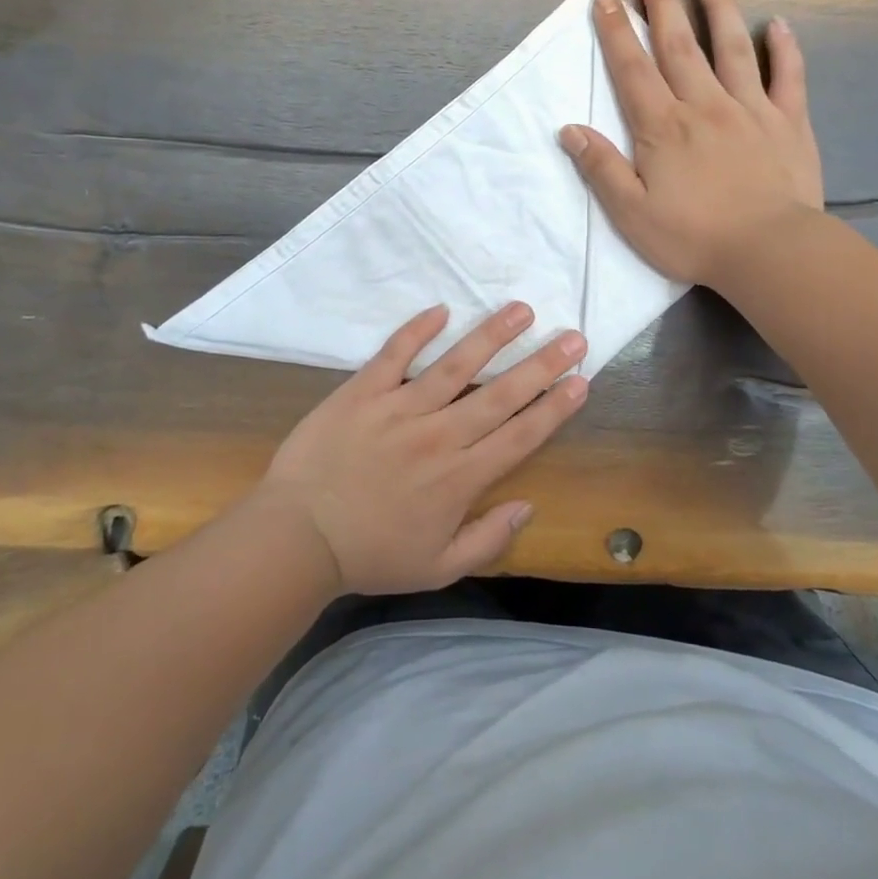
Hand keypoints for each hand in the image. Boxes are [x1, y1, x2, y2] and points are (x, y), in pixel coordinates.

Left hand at [253, 302, 587, 595]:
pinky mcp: (363, 392)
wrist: (297, 538)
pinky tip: (442, 309)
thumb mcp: (438, 569)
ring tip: (521, 310)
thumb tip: (529, 506)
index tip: (580, 380)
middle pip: (500, 394)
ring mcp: (400, 408)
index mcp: (461, 477)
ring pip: (456, 365)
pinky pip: (395, 354)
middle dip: (542, 364)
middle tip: (573, 337)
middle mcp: (440, 435)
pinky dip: (417, 330)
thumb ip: (488, 540)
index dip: (554, 407)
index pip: (520, 435)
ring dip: (492, 336)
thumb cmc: (371, 555)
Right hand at [561, 0, 822, 284]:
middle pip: (678, 45)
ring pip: (732, 48)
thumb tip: (570, 130)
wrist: (769, 251)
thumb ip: (602, 169)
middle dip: (660, 4)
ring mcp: (750, 109)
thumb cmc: (693, 237)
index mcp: (663, 127)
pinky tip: (778, 25)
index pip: (632, 70)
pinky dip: (783, 49)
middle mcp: (704, 105)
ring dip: (718, 8)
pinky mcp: (788, 123)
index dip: (615, 31)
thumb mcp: (632, 213)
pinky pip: (787, 77)